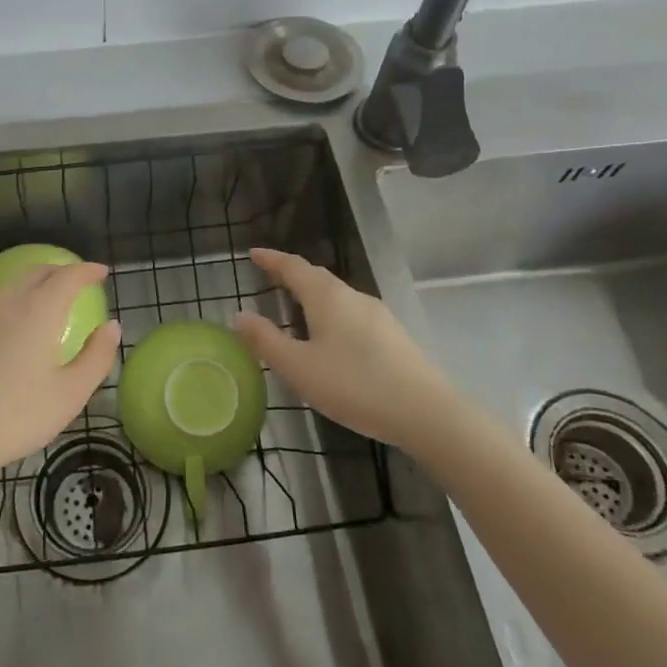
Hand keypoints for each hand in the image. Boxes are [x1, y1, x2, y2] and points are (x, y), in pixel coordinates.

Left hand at [0, 262, 121, 491]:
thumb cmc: (14, 416)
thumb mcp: (68, 395)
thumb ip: (96, 358)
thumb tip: (112, 327)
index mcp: (38, 311)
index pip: (67, 276)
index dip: (87, 271)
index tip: (102, 272)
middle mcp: (8, 304)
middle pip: (37, 272)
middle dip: (61, 271)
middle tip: (78, 282)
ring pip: (13, 286)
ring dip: (36, 283)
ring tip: (50, 299)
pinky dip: (16, 301)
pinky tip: (17, 327)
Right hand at [233, 247, 455, 450]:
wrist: (426, 412)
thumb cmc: (354, 386)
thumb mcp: (299, 368)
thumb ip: (266, 341)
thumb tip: (240, 315)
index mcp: (326, 297)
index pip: (293, 266)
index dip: (271, 259)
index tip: (253, 253)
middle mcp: (352, 296)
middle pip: (317, 277)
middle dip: (292, 274)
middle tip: (270, 277)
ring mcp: (377, 314)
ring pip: (337, 295)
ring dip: (313, 294)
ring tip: (296, 307)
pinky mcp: (393, 335)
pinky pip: (352, 312)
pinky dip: (332, 313)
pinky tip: (331, 337)